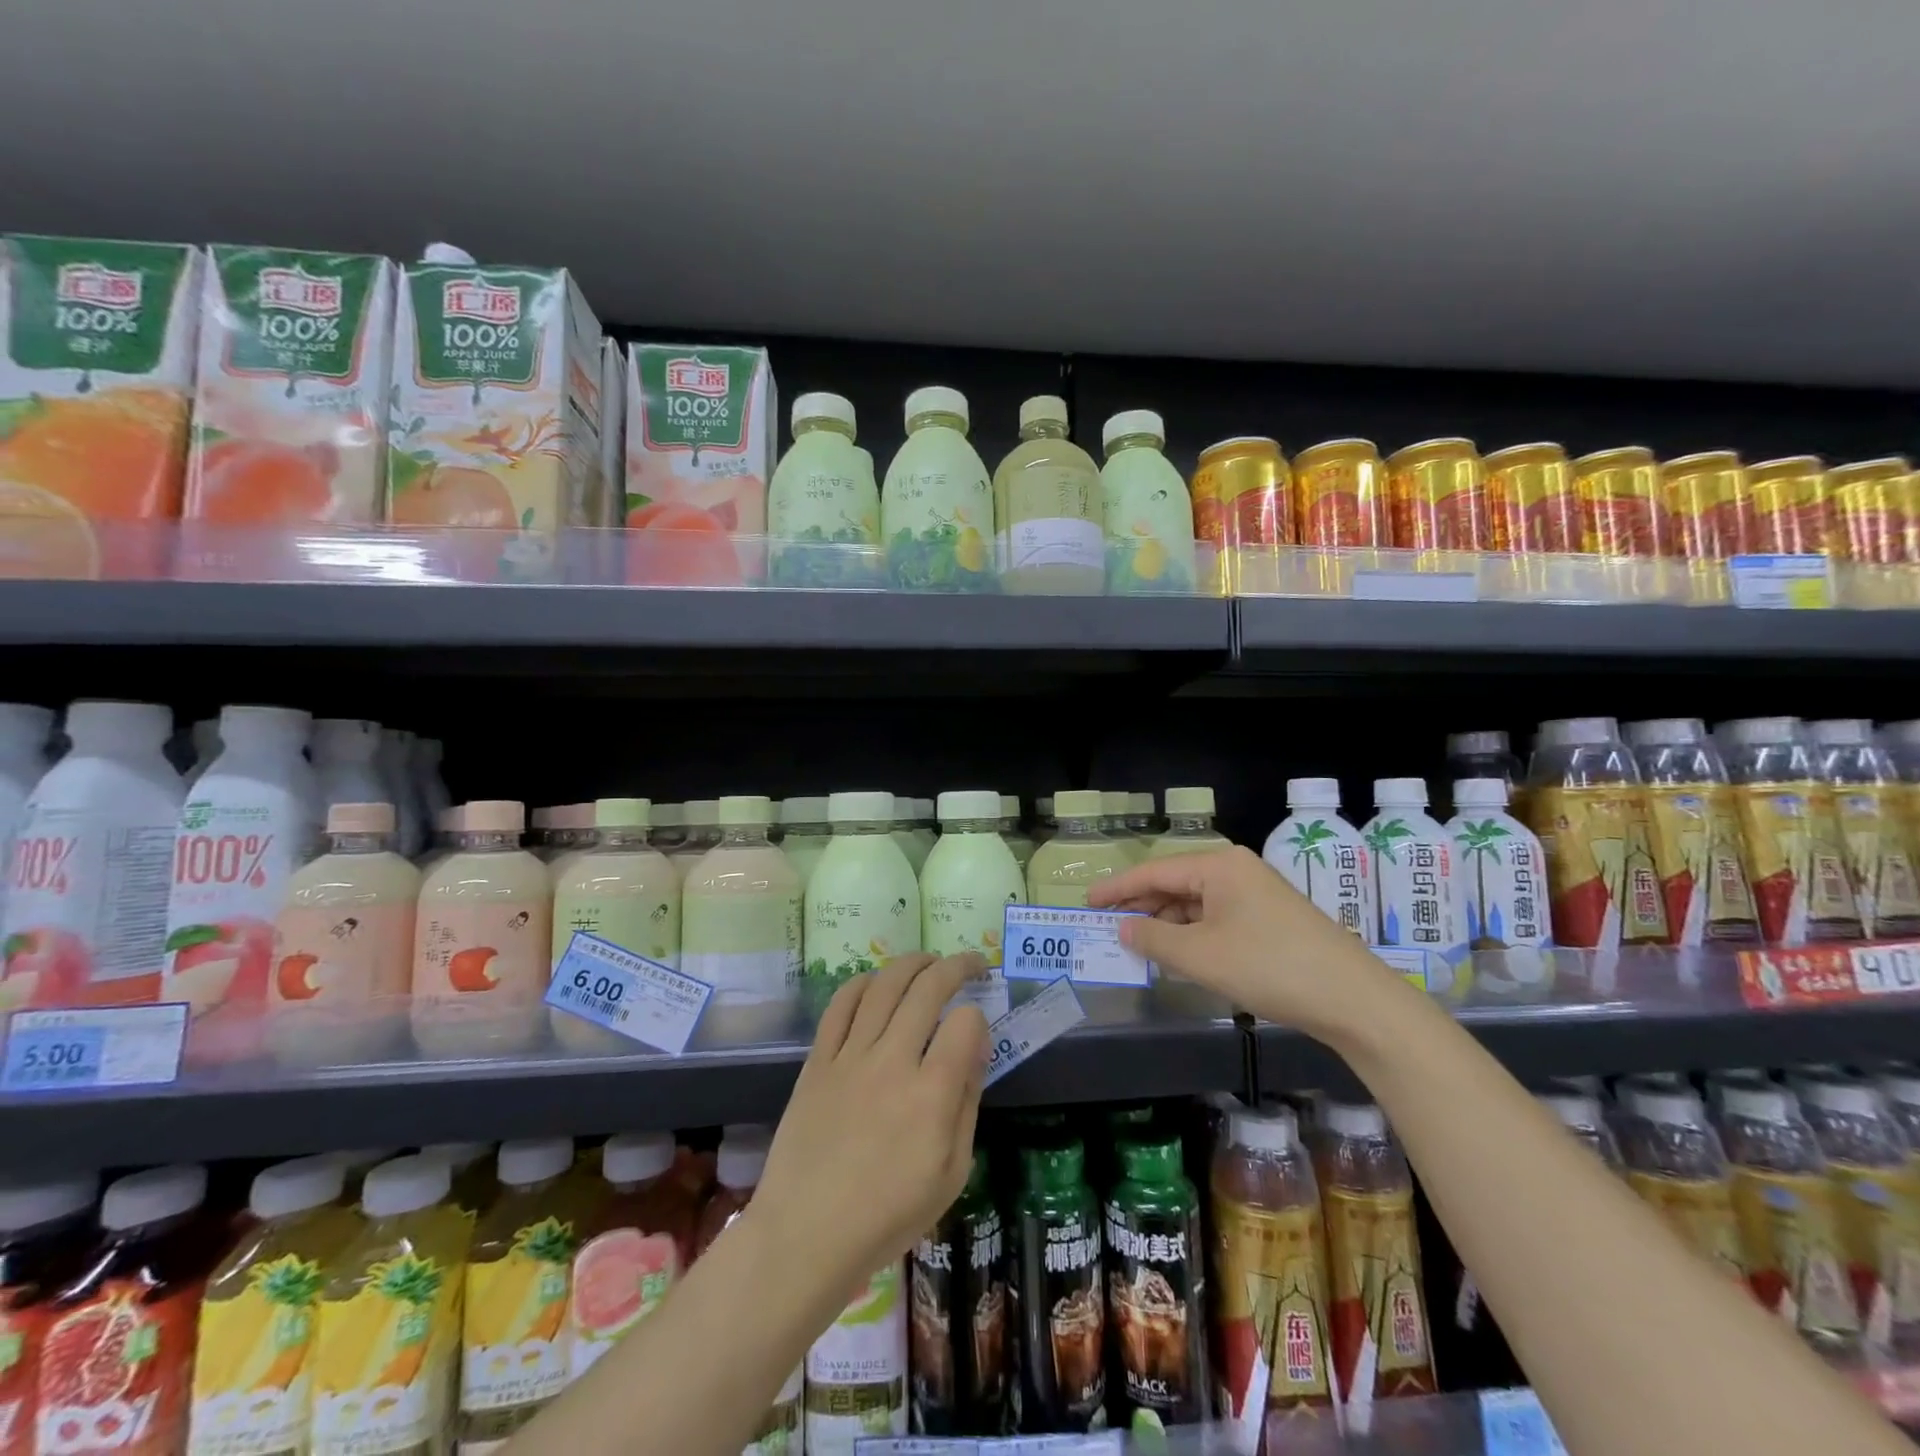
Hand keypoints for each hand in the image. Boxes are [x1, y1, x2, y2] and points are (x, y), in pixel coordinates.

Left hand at [751, 953, 989, 1295]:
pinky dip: (864, 982)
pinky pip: (841, 1004)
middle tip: (972, 964)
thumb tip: (977, 1046)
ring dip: (913, 962)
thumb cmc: (887, 1215)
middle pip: (928, 989)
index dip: (978, 1018)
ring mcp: (850, 1056)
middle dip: (957, 967)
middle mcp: (892, 1062)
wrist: (805, 1234)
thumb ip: (968, 1103)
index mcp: (931, 1096)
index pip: (965, 1024)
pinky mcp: (818, 1059)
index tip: (977, 1030)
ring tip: (929, 961)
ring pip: (885, 985)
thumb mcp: (952, 1174)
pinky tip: (878, 981)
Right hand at [1087, 846, 1404, 1043]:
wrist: (1353, 999)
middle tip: (1107, 927)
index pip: (1154, 871)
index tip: (1086, 902)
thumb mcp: (1201, 955)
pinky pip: (1216, 918)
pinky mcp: (1269, 918)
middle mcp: (1236, 870)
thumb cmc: (1269, 967)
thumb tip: (1123, 928)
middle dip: (1141, 906)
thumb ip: (1154, 938)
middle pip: (1175, 884)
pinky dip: (1192, 934)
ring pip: (1196, 903)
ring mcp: (1256, 894)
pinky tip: (1179, 954)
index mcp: (1218, 866)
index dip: (1117, 888)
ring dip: (1167, 923)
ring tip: (1138, 945)